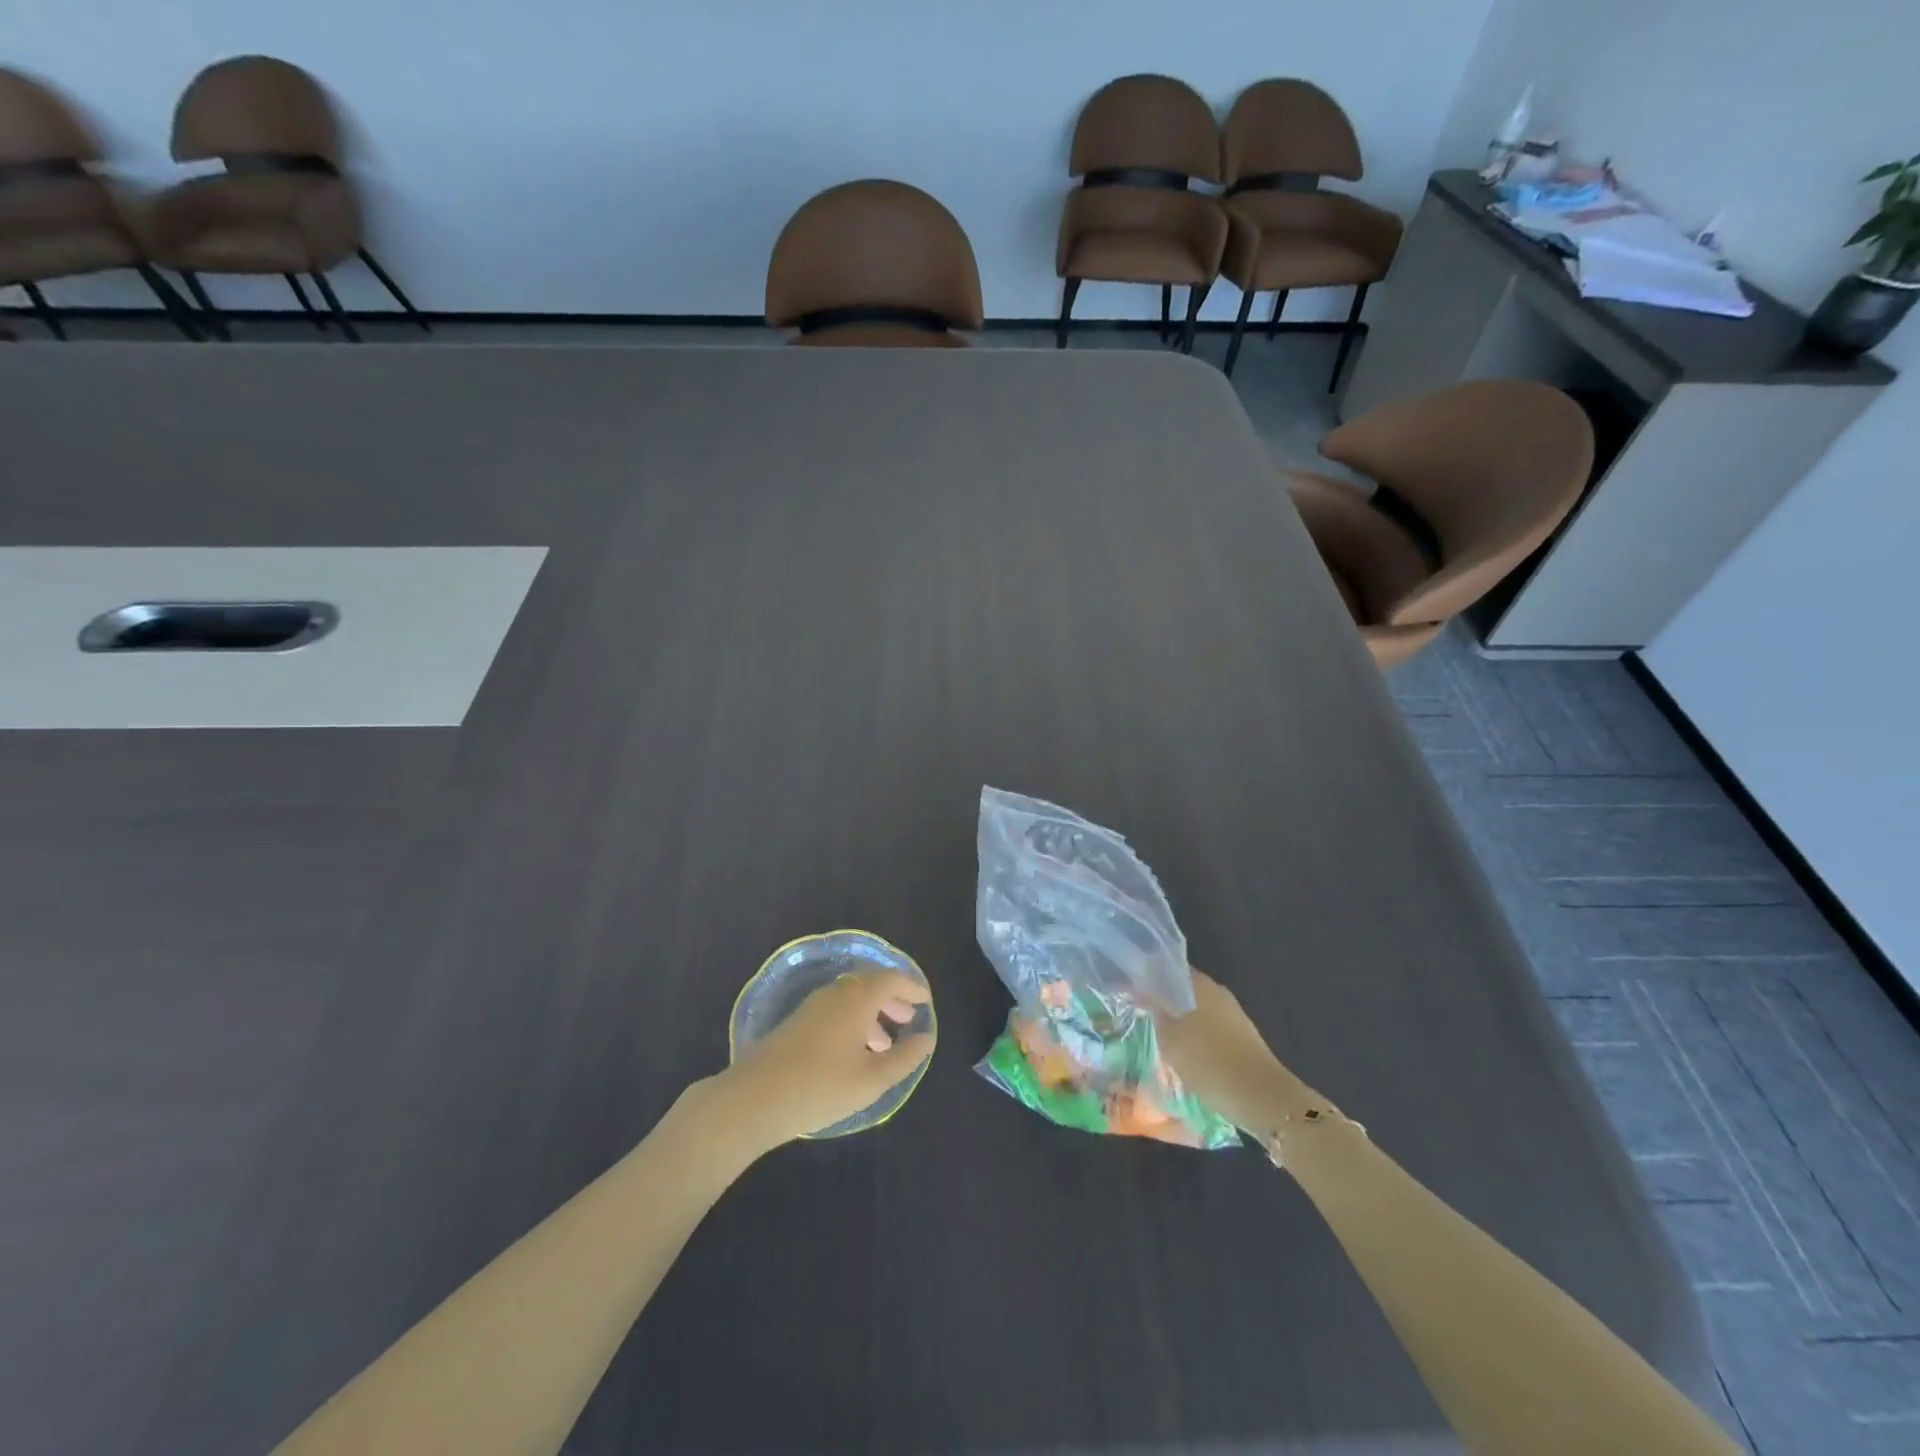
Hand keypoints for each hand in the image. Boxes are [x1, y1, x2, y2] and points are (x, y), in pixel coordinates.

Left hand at [718, 971, 934, 1150]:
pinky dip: (854, 1020)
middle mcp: (836, 993)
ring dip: (873, 1012)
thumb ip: (904, 1058)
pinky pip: (836, 1009)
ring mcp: (813, 1006)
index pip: (891, 979)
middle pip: (870, 984)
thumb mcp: (872, 1079)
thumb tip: (926, 1038)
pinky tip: (854, 1051)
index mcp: (857, 998)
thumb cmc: (821, 1086)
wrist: (755, 1098)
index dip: (911, 987)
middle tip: (909, 1017)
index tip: (926, 1001)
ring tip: (886, 1041)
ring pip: (851, 998)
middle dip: (893, 998)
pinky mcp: (797, 1022)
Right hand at [1157, 970, 1312, 1135]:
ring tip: (1160, 1039)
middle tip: (1143, 1017)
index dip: (1148, 979)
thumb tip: (1146, 995)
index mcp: (1200, 984)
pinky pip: (1211, 1029)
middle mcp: (1218, 992)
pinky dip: (1196, 1037)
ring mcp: (1233, 1015)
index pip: (1167, 969)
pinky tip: (1186, 1055)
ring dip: (1180, 1021)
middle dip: (1164, 1002)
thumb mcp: (1170, 1038)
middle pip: (1183, 990)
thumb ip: (1156, 1012)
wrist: (1261, 1098)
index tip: (1131, 992)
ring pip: (1198, 1011)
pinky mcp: (1243, 1038)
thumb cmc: (1209, 1062)